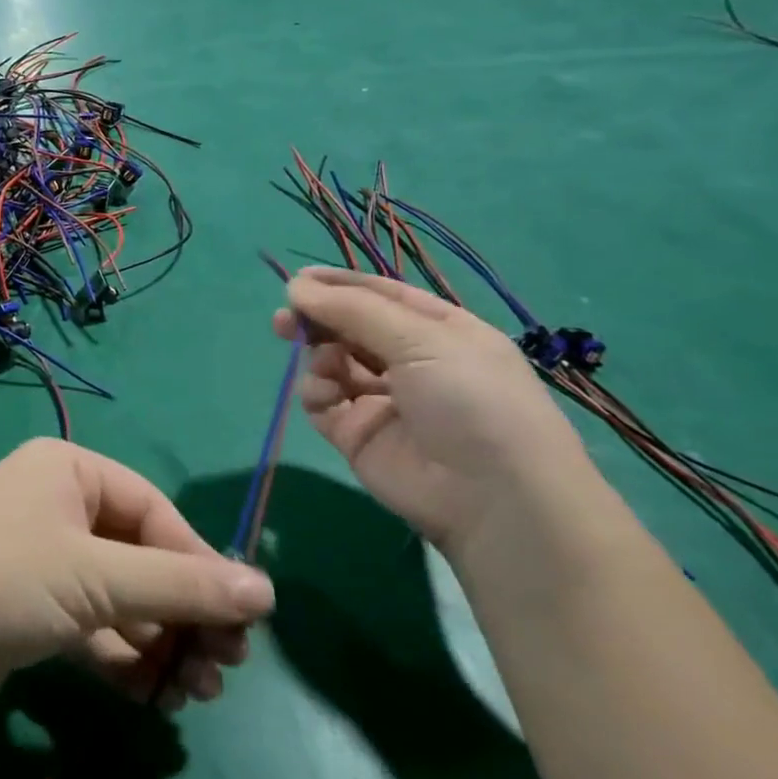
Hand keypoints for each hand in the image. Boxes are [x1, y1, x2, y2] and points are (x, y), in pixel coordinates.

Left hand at [0, 438, 273, 713]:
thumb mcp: (99, 578)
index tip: (240, 620)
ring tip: (196, 691)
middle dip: (183, 611)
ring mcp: (41, 555)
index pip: (154, 511)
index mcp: (69, 470)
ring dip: (159, 640)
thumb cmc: (7, 579)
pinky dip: (123, 654)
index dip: (199, 564)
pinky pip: (92, 622)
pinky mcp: (30, 604)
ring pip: (119, 594)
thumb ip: (181, 586)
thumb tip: (266, 591)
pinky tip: (153, 694)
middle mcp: (56, 503)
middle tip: (226, 666)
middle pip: (140, 555)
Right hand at [272, 267, 594, 554]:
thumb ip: (353, 310)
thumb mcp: (421, 339)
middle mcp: (410, 362)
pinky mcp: (357, 434)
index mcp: (439, 331)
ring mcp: (381, 400)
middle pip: (350, 328)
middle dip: (317, 320)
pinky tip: (326, 394)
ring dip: (318, 355)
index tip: (297, 281)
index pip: (381, 296)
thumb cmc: (470, 399)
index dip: (340, 286)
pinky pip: (323, 402)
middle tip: (284, 320)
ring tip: (319, 361)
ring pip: (332, 363)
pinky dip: (317, 392)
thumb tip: (295, 287)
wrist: (492, 498)